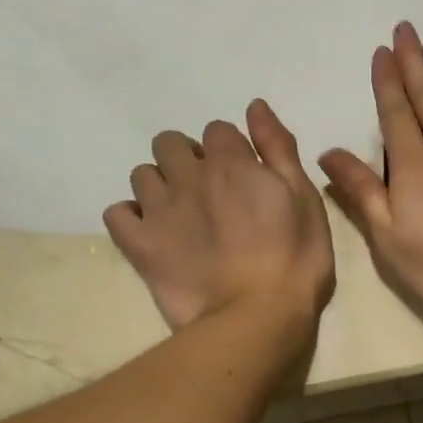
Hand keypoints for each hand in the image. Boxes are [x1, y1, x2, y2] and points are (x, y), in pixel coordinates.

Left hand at [105, 101, 334, 331]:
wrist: (257, 316)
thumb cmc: (295, 259)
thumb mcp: (305, 199)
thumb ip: (279, 149)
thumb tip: (255, 105)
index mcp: (231, 163)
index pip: (218, 130)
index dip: (231, 151)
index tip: (244, 177)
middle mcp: (189, 176)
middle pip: (170, 143)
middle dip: (188, 158)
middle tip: (210, 193)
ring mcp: (159, 210)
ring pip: (142, 174)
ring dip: (160, 184)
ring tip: (181, 214)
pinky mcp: (139, 245)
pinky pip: (117, 213)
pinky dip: (131, 217)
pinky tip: (150, 232)